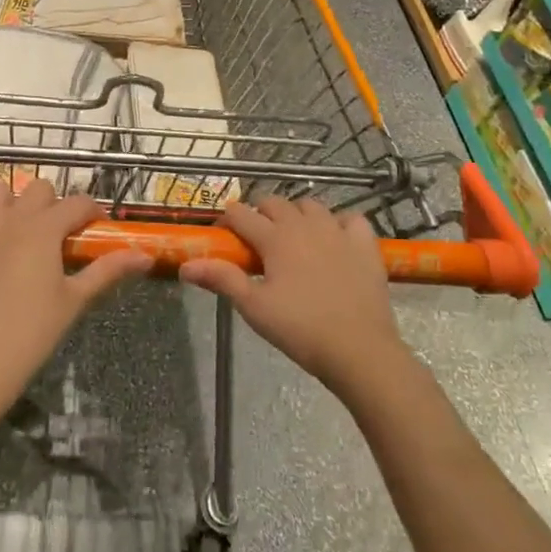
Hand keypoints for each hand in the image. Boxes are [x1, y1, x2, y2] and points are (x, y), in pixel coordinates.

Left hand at [0, 181, 151, 411]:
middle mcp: (12, 216)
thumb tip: (146, 256)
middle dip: (49, 204)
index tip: (93, 226)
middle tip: (50, 233)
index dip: (89, 212)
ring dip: (7, 201)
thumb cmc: (34, 330)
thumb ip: (108, 270)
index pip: (77, 203)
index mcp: (45, 229)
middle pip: (38, 188)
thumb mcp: (76, 298)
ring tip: (11, 226)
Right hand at [180, 197, 409, 399]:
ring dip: (297, 213)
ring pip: (311, 205)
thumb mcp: (254, 307)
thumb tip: (185, 266)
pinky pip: (351, 219)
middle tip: (256, 239)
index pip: (241, 214)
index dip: (227, 220)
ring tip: (293, 236)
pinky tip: (336, 239)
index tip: (223, 235)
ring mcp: (338, 230)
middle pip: (274, 202)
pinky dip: (340, 223)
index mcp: (275, 237)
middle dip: (260, 212)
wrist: (359, 349)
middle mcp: (304, 224)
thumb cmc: (300, 329)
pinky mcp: (365, 244)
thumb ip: (221, 279)